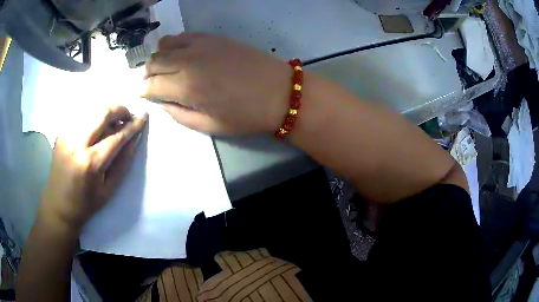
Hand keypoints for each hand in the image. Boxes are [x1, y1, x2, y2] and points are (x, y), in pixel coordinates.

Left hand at [39, 106, 147, 230]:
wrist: (59, 204)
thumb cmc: (86, 202)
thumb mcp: (109, 189)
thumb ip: (123, 162)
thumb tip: (135, 138)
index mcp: (91, 163)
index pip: (117, 136)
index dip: (133, 125)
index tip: (144, 117)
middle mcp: (77, 144)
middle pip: (103, 113)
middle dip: (120, 110)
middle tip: (128, 116)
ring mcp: (67, 135)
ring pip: (92, 108)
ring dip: (107, 110)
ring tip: (113, 119)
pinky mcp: (61, 131)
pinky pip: (81, 113)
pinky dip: (93, 113)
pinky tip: (97, 123)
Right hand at [142, 33, 290, 134]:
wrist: (280, 92)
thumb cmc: (247, 115)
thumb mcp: (210, 126)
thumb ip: (180, 115)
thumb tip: (161, 105)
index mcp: (186, 88)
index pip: (151, 85)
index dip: (142, 90)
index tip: (140, 94)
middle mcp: (188, 61)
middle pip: (154, 62)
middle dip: (146, 73)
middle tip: (150, 82)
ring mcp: (201, 45)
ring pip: (165, 44)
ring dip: (159, 56)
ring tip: (163, 67)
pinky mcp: (214, 37)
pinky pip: (184, 35)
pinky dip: (175, 43)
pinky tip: (179, 52)